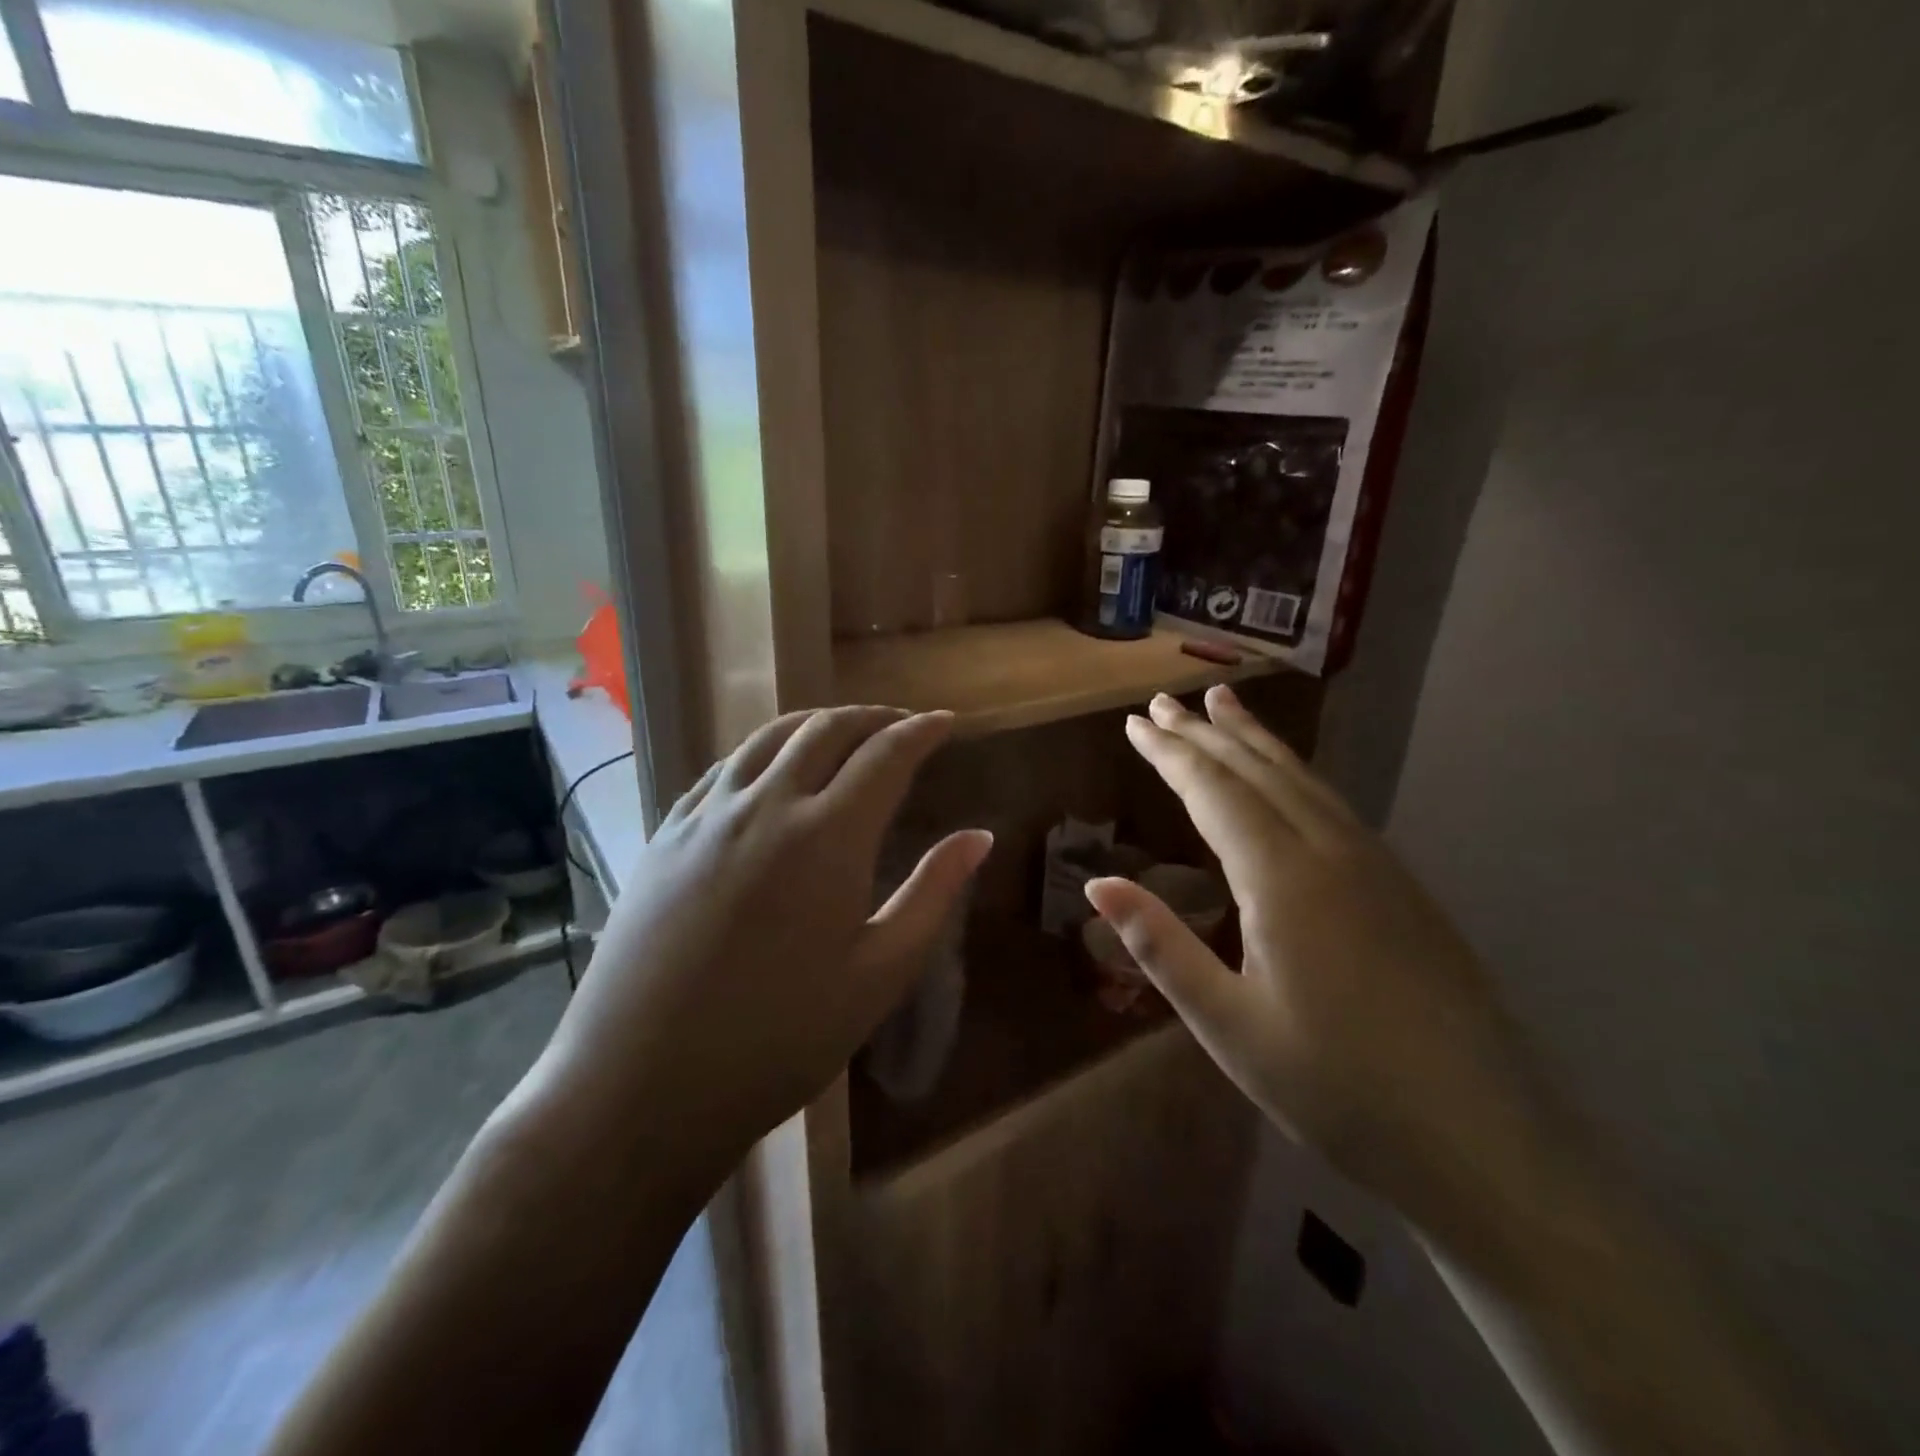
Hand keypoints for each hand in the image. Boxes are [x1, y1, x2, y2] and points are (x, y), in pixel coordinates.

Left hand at [531, 707, 991, 1170]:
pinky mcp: (666, 834)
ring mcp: (707, 815)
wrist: (640, 1084)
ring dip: (817, 724)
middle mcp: (766, 805)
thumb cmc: (779, 1039)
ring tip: (843, 733)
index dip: (922, 730)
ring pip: (770, 738)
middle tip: (903, 725)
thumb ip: (933, 894)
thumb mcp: (879, 974)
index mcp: (827, 836)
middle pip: (827, 730)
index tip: (947, 722)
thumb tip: (979, 836)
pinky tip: (769, 770)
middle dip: (874, 717)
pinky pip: (724, 768)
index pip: (886, 755)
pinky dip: (763, 751)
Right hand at [1086, 686, 1543, 1211]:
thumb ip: (1161, 946)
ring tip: (1224, 705)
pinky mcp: (1403, 888)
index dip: (1171, 753)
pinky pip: (1335, 805)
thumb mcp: (1228, 1024)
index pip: (1214, 791)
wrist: (1485, 1143)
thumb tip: (1096, 886)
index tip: (1135, 722)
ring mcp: (1377, 866)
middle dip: (1206, 733)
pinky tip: (1287, 779)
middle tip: (1164, 701)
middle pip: (1258, 772)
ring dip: (1256, 740)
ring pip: (1304, 780)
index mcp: (1283, 879)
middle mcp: (1332, 852)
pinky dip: (1296, 773)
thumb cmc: (1337, 1089)